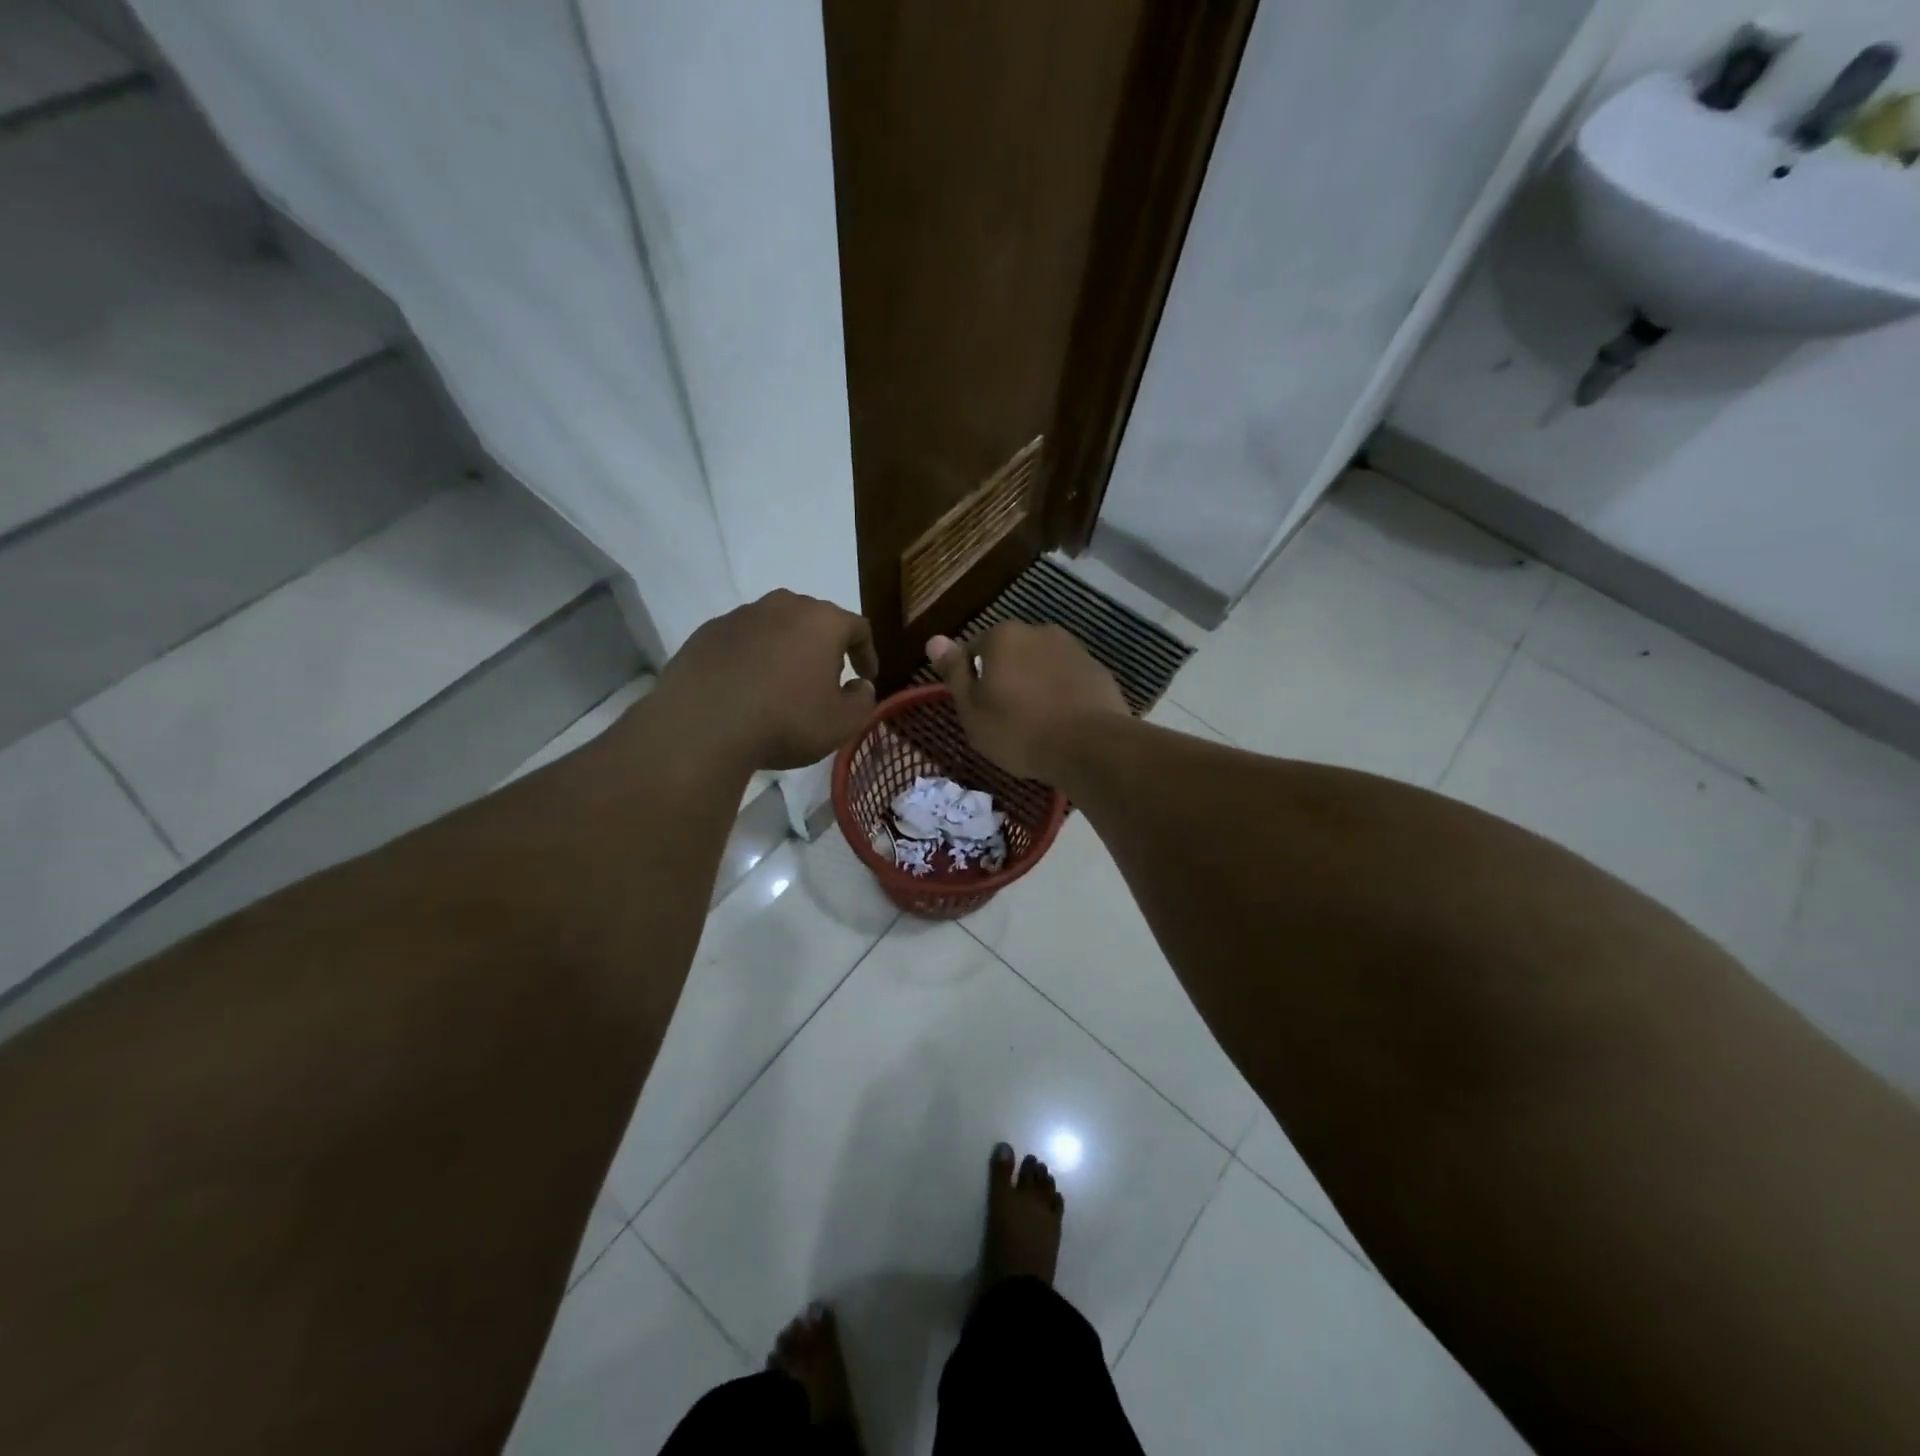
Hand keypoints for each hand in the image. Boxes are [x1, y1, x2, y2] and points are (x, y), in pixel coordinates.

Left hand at [653, 590, 878, 770]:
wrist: (702, 726)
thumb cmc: (785, 721)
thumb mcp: (841, 724)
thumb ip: (862, 701)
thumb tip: (860, 686)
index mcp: (822, 621)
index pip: (858, 627)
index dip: (866, 653)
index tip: (865, 677)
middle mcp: (783, 606)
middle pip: (814, 619)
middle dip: (825, 646)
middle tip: (826, 678)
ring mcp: (741, 615)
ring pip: (776, 626)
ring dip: (786, 649)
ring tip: (783, 684)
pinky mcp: (708, 631)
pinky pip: (742, 640)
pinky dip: (752, 657)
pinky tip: (746, 687)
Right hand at [927, 623, 1126, 782]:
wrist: (1090, 746)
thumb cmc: (1019, 730)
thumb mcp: (973, 710)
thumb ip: (954, 672)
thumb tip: (933, 639)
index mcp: (1003, 637)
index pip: (974, 651)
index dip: (973, 681)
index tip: (979, 710)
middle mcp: (1039, 631)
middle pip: (1011, 655)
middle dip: (1007, 678)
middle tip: (1006, 718)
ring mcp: (1073, 649)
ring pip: (1042, 666)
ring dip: (1036, 685)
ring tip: (1037, 723)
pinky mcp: (1098, 670)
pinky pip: (1068, 680)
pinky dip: (1062, 694)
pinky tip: (1063, 722)